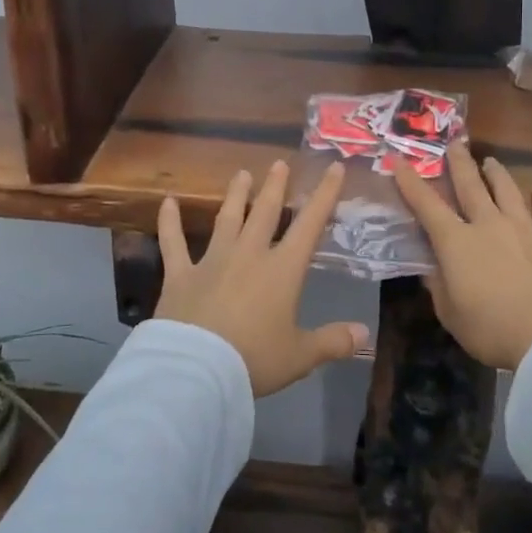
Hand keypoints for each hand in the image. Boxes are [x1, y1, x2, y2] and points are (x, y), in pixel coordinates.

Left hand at [154, 160, 368, 396]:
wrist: (198, 369)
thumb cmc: (254, 359)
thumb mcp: (300, 356)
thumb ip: (332, 342)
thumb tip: (364, 333)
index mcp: (282, 270)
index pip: (310, 225)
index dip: (324, 195)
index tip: (334, 168)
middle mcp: (249, 255)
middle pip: (265, 213)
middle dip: (275, 187)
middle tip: (279, 163)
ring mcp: (212, 260)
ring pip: (227, 218)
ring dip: (235, 195)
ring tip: (241, 174)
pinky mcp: (180, 274)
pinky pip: (173, 243)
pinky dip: (169, 222)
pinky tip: (167, 201)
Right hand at [393, 141, 531, 370]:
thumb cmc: (489, 328)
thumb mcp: (449, 313)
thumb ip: (438, 285)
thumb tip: (432, 268)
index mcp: (456, 242)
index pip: (427, 205)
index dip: (410, 182)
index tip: (399, 160)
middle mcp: (488, 225)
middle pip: (471, 186)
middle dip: (459, 163)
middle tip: (453, 144)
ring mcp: (524, 229)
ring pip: (508, 191)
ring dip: (496, 173)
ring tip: (490, 161)